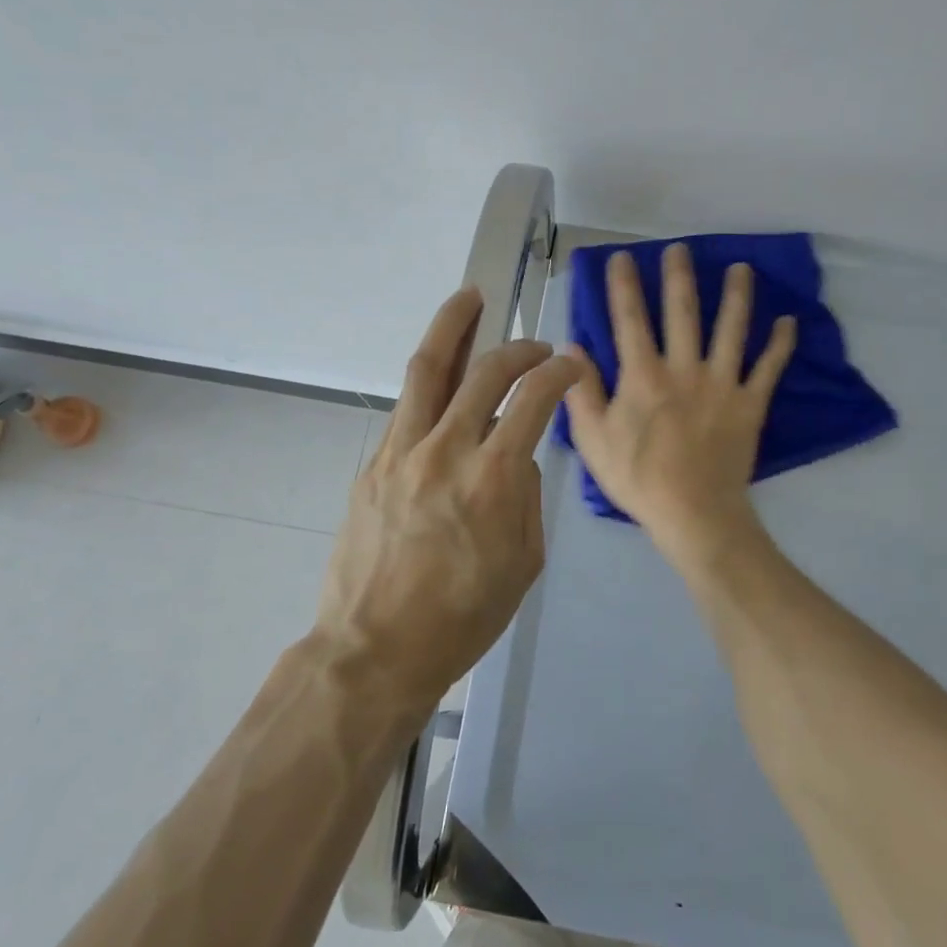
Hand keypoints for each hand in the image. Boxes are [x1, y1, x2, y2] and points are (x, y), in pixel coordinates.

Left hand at [317, 287, 580, 704]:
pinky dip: (430, 382)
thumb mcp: (524, 562)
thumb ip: (526, 497)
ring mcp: (403, 451)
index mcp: (493, 477)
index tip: (572, 367)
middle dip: (519, 348)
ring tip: (468, 297)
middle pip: (485, 371)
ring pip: (428, 369)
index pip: (534, 399)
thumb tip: (518, 456)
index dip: (560, 373)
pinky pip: (406, 408)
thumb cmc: (463, 617)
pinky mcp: (374, 463)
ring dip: (452, 326)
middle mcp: (447, 449)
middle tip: (535, 347)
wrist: (376, 648)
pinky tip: (442, 375)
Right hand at [563, 244, 796, 559]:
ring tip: (741, 267)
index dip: (625, 285)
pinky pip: (768, 368)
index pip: (630, 320)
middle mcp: (684, 369)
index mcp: (643, 376)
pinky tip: (788, 321)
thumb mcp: (593, 439)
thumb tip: (572, 347)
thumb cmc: (637, 478)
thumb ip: (581, 391)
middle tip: (680, 248)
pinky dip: (780, 345)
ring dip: (736, 296)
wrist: (694, 513)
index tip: (623, 257)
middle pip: (682, 313)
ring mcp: (722, 384)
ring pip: (731, 330)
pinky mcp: (750, 403)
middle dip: (679, 277)